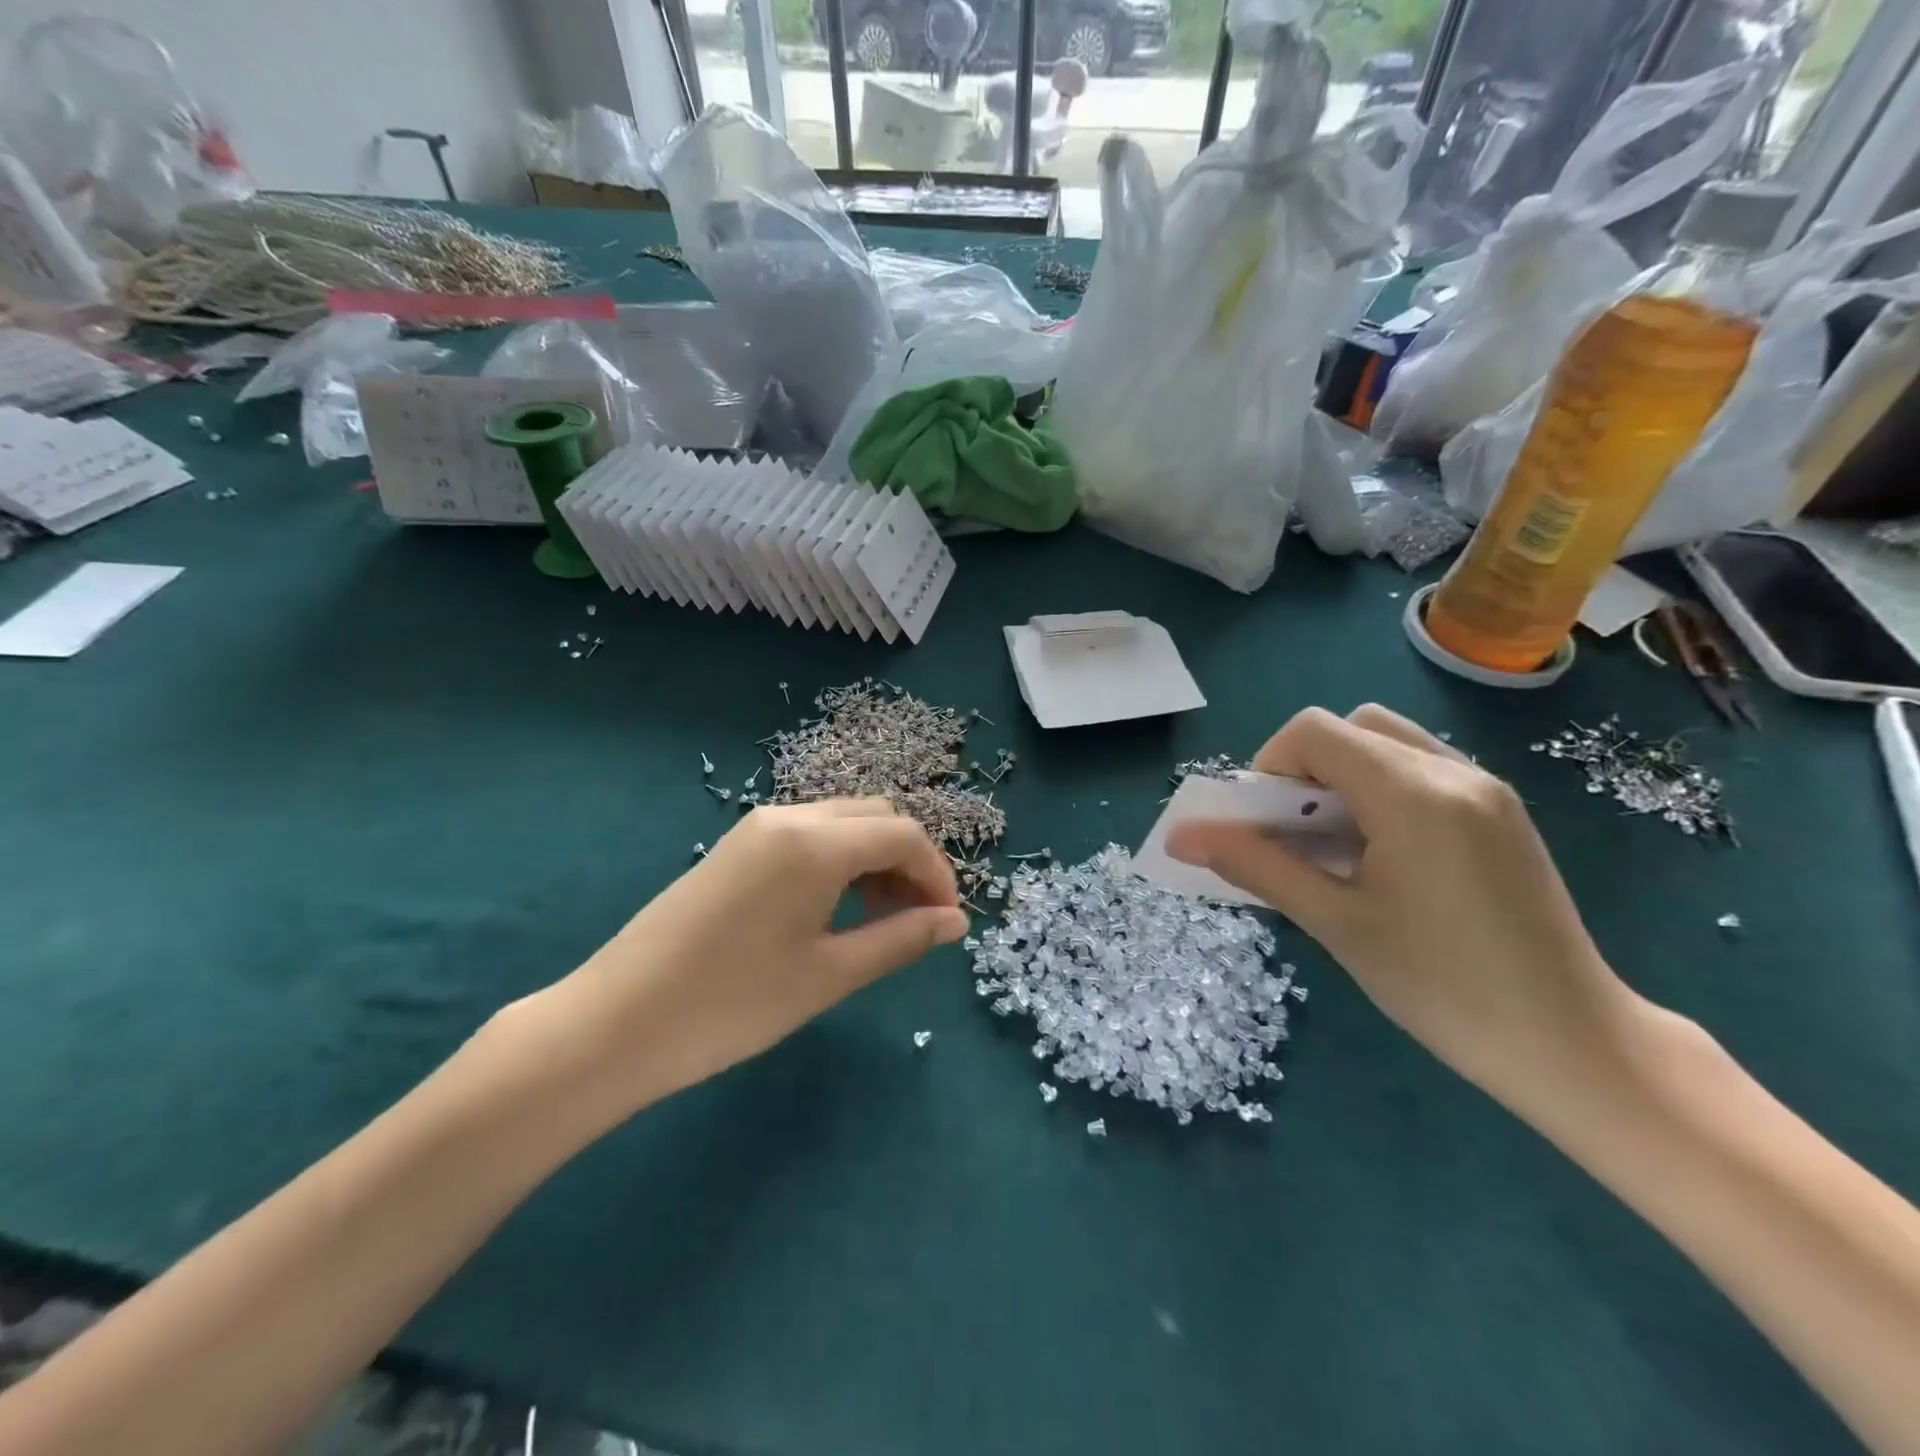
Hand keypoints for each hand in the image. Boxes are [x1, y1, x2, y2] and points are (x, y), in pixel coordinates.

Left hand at [550, 799, 968, 1115]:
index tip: (948, 923)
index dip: (937, 874)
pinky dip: (839, 861)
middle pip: (875, 817)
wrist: (614, 1023)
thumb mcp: (828, 975)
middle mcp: (788, 817)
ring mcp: (756, 827)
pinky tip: (836, 909)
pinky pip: (807, 837)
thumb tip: (956, 922)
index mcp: (815, 842)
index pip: (903, 835)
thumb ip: (900, 939)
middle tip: (918, 921)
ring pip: (841, 823)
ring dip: (875, 859)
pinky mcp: (735, 847)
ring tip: (882, 920)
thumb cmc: (732, 1003)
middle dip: (909, 862)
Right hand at [1166, 705, 1642, 1108]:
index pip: (1314, 732)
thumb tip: (1182, 838)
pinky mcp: (1501, 813)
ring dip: (1342, 777)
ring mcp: (1485, 789)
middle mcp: (1453, 772)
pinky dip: (1380, 791)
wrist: (1575, 1046)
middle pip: (1352, 726)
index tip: (1264, 826)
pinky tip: (1380, 856)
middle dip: (1305, 768)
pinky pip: (1422, 770)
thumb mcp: (1336, 925)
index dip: (1269, 767)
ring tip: (1335, 847)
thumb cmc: (1445, 988)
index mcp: (1413, 794)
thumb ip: (1257, 868)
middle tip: (1296, 833)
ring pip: (1388, 743)